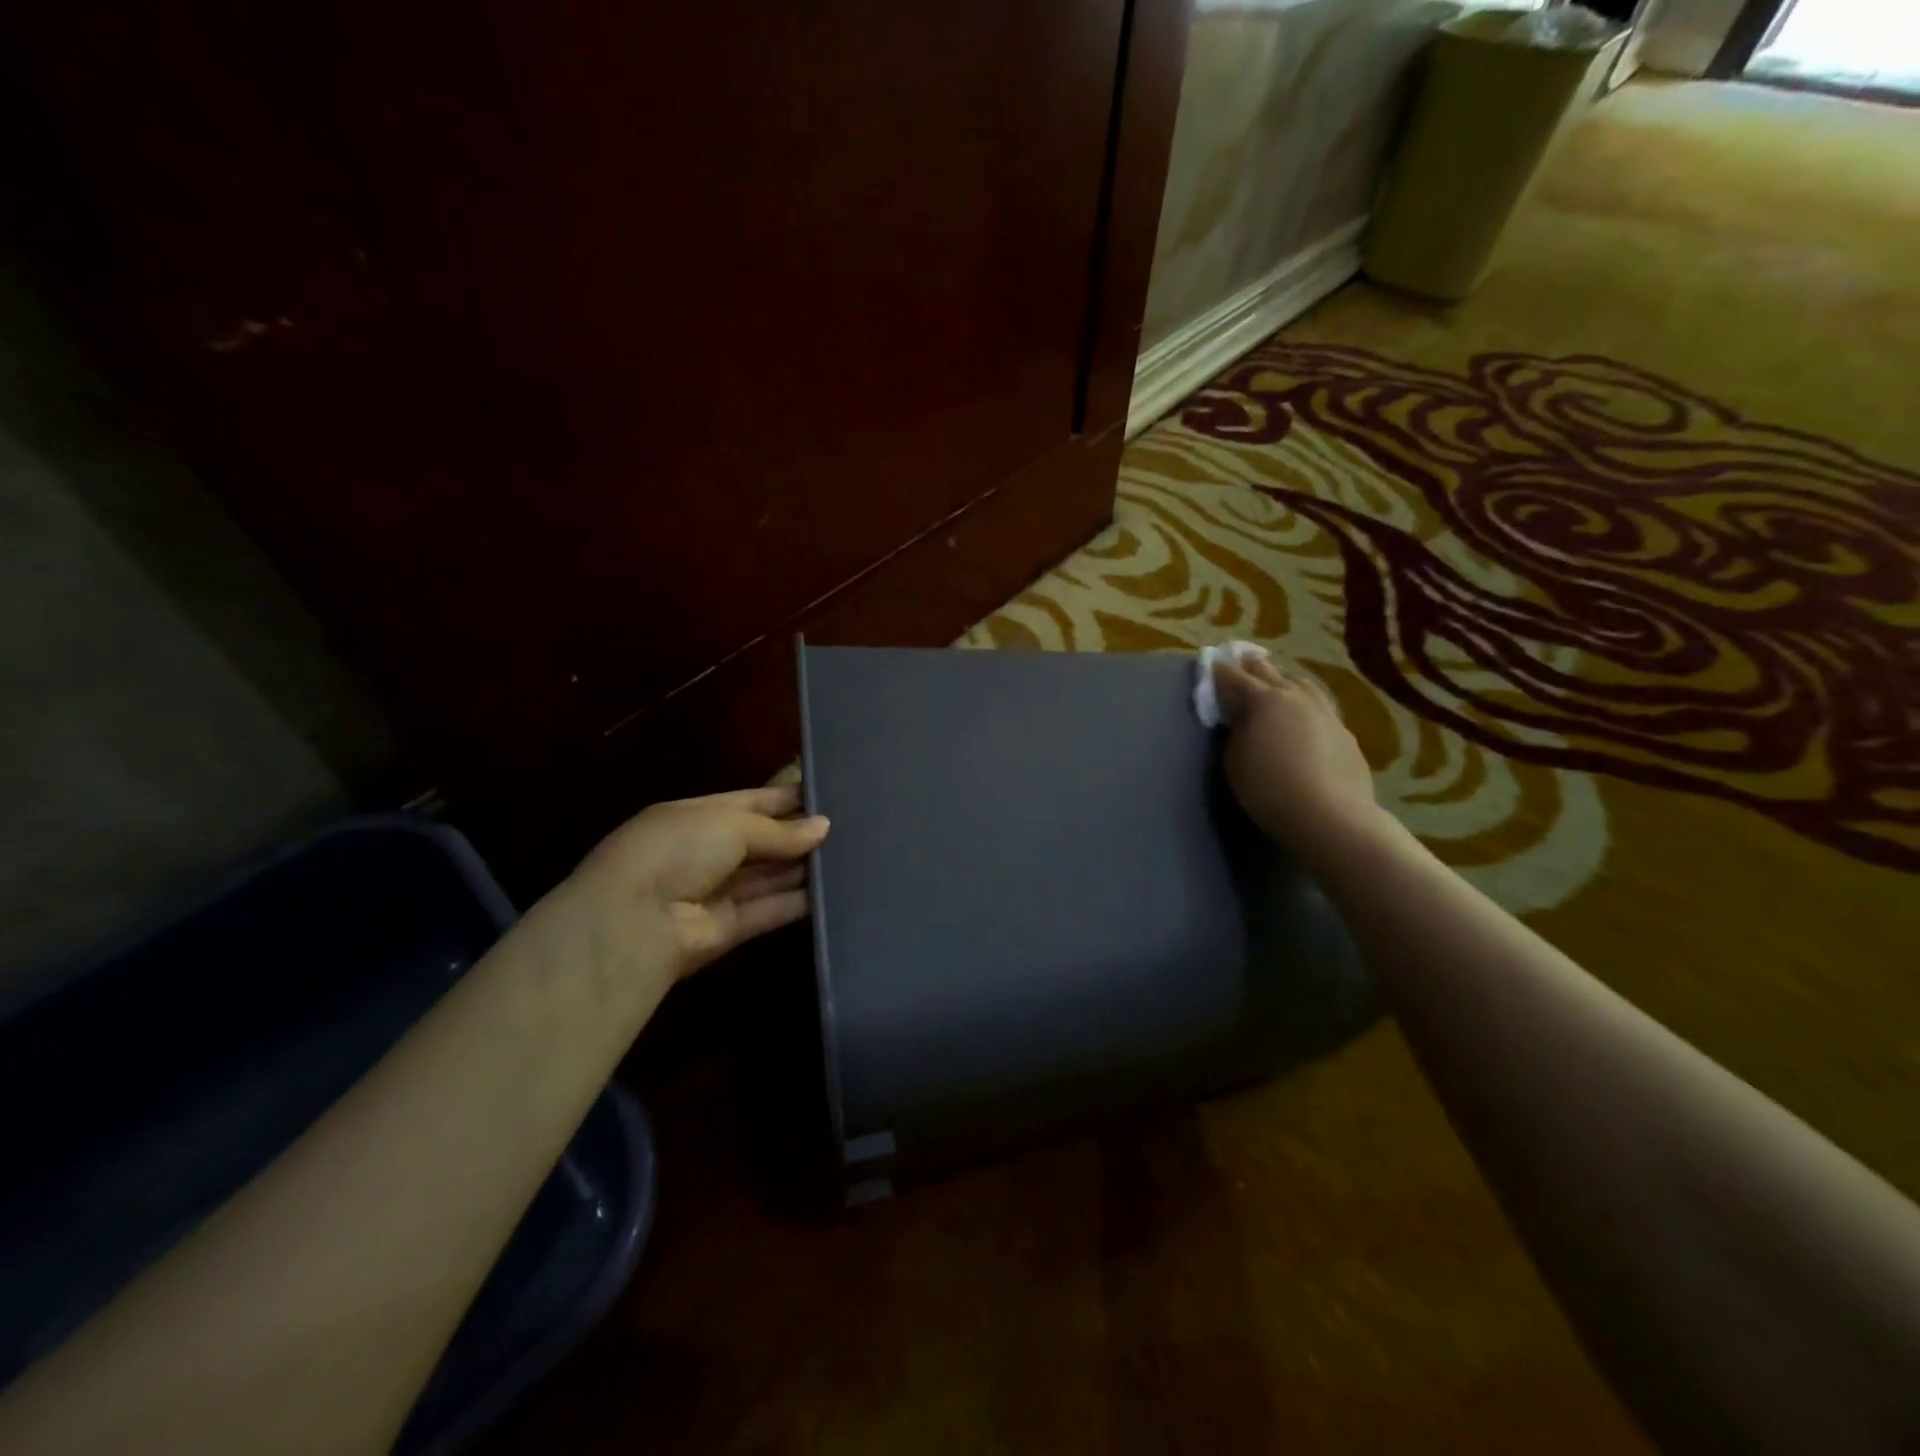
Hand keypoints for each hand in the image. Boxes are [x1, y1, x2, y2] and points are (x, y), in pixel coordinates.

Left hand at [530, 785, 830, 995]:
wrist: (633, 922)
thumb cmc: (678, 850)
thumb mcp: (729, 824)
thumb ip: (779, 829)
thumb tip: (823, 826)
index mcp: (695, 817)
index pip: (749, 802)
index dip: (786, 799)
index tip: (827, 796)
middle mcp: (704, 853)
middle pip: (761, 841)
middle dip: (799, 835)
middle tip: (849, 828)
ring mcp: (714, 892)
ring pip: (768, 877)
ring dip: (802, 868)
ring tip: (850, 856)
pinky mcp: (728, 930)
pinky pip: (768, 910)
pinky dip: (797, 902)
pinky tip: (831, 891)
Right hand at [1213, 654, 1385, 860]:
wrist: (1330, 816)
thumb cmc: (1269, 789)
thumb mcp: (1235, 760)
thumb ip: (1235, 731)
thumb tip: (1240, 718)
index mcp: (1263, 700)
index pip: (1234, 677)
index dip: (1219, 670)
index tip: (1211, 662)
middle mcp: (1295, 696)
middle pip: (1269, 671)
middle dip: (1251, 665)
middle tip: (1240, 660)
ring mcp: (1324, 712)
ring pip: (1300, 684)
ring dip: (1283, 680)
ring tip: (1275, 681)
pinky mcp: (1344, 732)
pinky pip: (1319, 707)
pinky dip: (1304, 704)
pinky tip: (1303, 715)